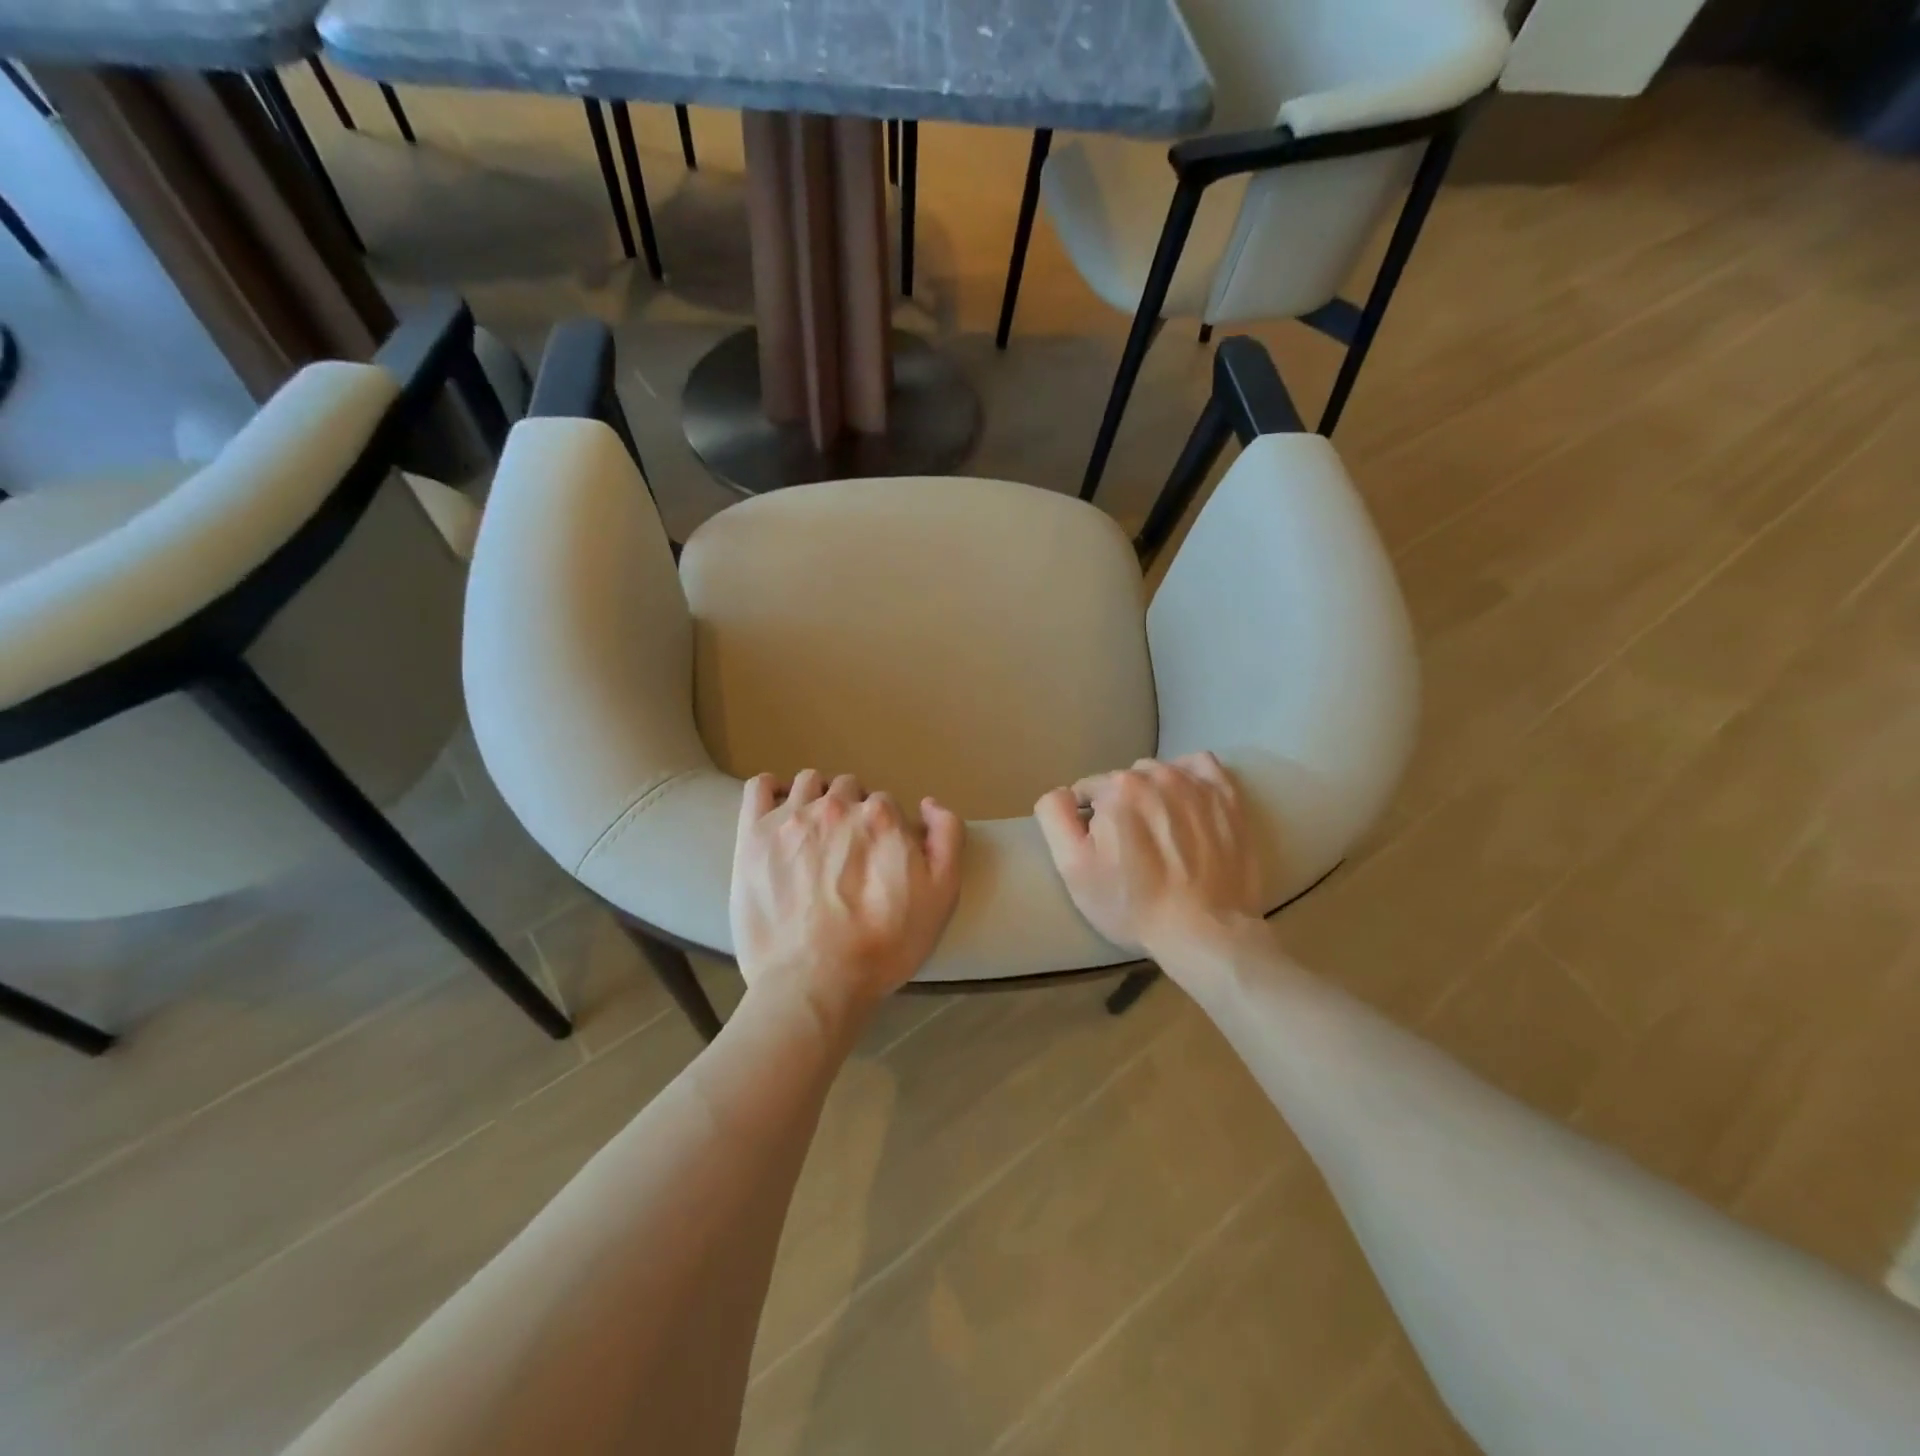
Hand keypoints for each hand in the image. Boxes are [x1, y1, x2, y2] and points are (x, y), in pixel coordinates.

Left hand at [731, 770, 964, 1036]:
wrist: (815, 982)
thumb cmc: (885, 945)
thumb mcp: (942, 895)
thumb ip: (947, 838)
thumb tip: (928, 804)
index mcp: (881, 818)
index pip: (886, 804)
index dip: (885, 830)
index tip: (878, 858)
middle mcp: (836, 807)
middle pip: (848, 789)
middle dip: (852, 811)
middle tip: (848, 851)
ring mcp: (790, 818)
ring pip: (809, 783)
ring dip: (817, 798)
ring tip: (815, 832)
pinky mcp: (752, 835)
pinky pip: (760, 787)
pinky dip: (772, 789)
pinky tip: (779, 810)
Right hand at [1034, 753, 1260, 958]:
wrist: (1204, 931)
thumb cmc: (1131, 904)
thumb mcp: (1073, 867)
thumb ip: (1055, 817)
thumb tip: (1061, 793)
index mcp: (1117, 788)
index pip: (1089, 790)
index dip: (1089, 820)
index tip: (1102, 849)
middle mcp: (1157, 775)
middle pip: (1125, 781)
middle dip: (1123, 806)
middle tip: (1132, 847)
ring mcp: (1197, 784)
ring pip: (1160, 774)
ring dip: (1154, 795)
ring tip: (1162, 834)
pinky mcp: (1228, 797)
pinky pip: (1200, 766)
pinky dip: (1189, 777)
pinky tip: (1187, 804)